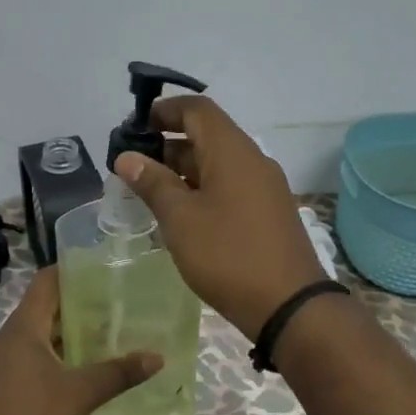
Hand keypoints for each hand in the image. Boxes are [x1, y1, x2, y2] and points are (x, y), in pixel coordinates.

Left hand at [0, 266, 161, 414]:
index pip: (45, 283)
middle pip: (43, 310)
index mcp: (22, 329)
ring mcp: (0, 367)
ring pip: (37, 338)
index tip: (102, 271)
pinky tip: (80, 372)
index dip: (72, 272)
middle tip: (115, 307)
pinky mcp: (0, 390)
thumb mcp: (81, 394)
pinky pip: (30, 361)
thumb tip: (157, 358)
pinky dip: (55, 359)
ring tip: (104, 338)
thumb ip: (119, 373)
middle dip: (77, 308)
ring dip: (67, 336)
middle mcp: (6, 341)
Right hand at [116, 95, 329, 340]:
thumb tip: (127, 157)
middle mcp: (253, 160)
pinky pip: (231, 187)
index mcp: (232, 151)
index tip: (134, 128)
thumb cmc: (228, 255)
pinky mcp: (269, 212)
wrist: (289, 305)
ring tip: (149, 193)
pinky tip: (182, 216)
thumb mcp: (180, 219)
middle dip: (168, 145)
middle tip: (133, 168)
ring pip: (218, 164)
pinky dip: (203, 190)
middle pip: (207, 136)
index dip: (164, 111)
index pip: (197, 109)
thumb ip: (153, 183)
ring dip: (183, 171)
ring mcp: (265, 187)